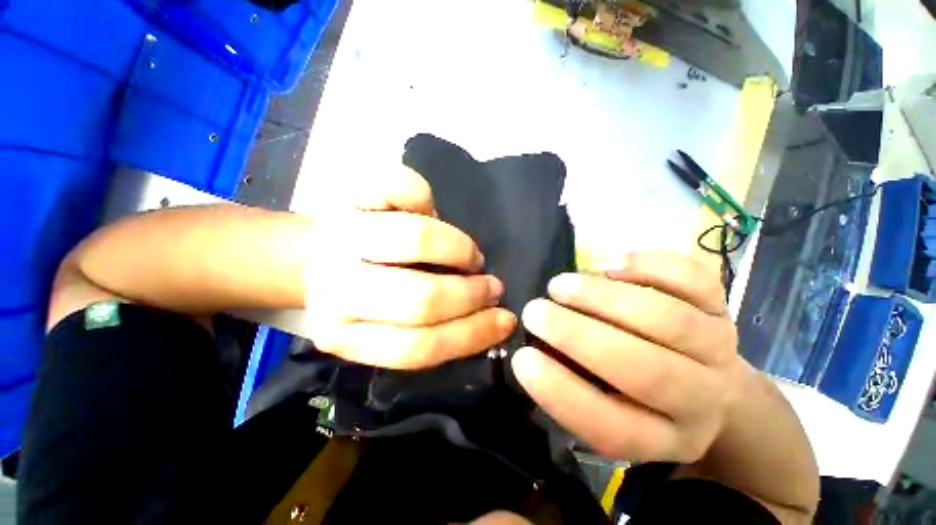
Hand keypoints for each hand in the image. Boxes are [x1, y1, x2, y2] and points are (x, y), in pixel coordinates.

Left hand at [304, 166, 516, 369]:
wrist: (311, 254)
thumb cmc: (362, 293)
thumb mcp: (385, 329)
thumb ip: (423, 333)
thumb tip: (478, 318)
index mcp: (342, 331)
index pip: (416, 346)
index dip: (469, 334)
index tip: (502, 321)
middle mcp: (336, 287)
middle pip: (419, 298)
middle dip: (469, 295)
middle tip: (491, 289)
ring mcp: (341, 234)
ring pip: (415, 240)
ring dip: (458, 250)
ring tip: (473, 260)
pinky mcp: (352, 195)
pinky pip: (399, 188)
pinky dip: (423, 197)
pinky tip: (432, 210)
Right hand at [512, 252, 748, 463]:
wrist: (709, 382)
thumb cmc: (639, 395)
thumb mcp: (608, 409)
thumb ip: (574, 385)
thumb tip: (535, 348)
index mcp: (664, 437)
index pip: (613, 428)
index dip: (560, 393)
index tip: (522, 358)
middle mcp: (701, 399)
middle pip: (646, 369)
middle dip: (577, 334)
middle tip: (534, 311)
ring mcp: (718, 347)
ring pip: (665, 319)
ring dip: (601, 296)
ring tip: (559, 285)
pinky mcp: (721, 305)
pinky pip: (693, 280)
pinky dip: (646, 267)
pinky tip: (607, 265)